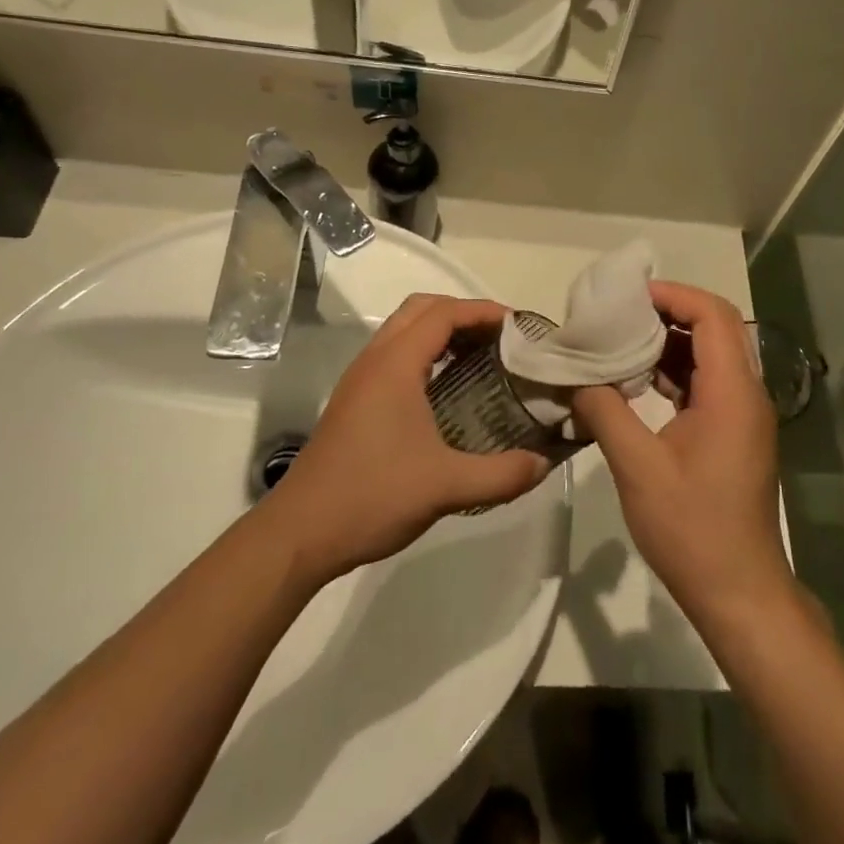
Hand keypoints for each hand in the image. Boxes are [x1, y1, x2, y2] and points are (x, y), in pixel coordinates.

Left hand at [263, 295, 549, 580]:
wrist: (299, 534)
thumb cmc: (372, 496)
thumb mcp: (446, 486)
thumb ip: (501, 474)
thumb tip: (544, 463)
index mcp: (395, 365)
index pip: (443, 313)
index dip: (483, 311)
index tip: (519, 326)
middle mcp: (374, 360)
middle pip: (421, 309)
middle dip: (463, 313)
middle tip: (500, 337)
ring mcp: (359, 379)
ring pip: (403, 329)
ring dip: (441, 331)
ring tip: (480, 357)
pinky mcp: (353, 400)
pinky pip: (394, 354)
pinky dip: (425, 352)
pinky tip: (447, 388)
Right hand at [570, 281, 793, 630]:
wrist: (739, 591)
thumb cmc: (692, 529)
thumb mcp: (637, 467)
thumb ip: (605, 411)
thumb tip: (576, 376)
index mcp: (732, 392)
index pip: (712, 315)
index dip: (673, 296)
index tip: (628, 297)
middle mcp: (746, 393)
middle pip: (716, 327)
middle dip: (668, 312)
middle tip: (620, 314)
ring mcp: (744, 414)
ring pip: (712, 354)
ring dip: (670, 342)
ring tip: (621, 342)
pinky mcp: (735, 432)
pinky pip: (708, 382)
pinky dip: (675, 371)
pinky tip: (638, 381)